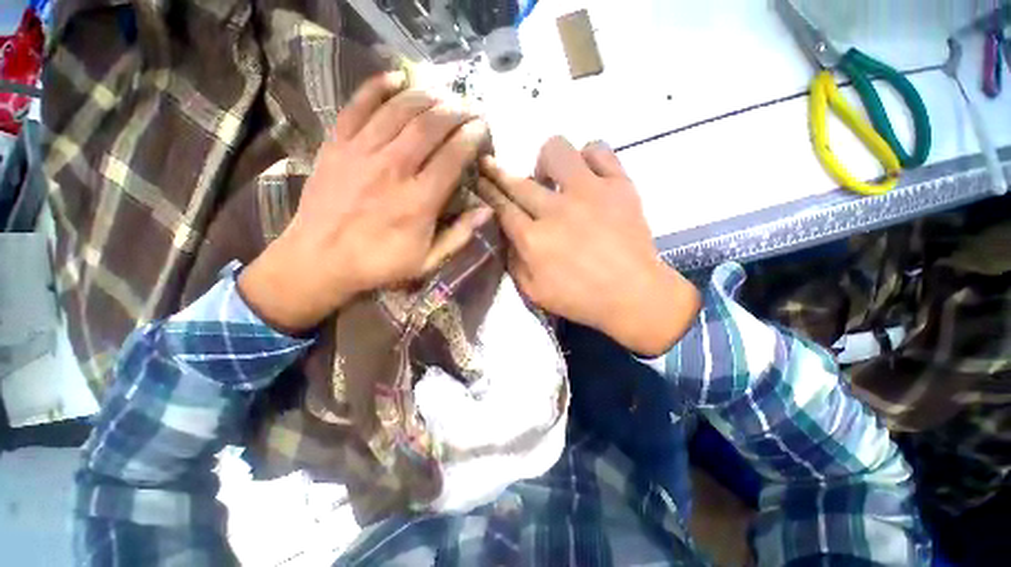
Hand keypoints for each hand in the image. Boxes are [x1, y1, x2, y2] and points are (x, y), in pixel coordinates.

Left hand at [239, 72, 491, 333]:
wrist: (318, 260)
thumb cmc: (379, 264)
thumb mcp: (427, 261)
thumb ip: (459, 235)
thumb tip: (486, 211)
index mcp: (418, 201)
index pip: (453, 156)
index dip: (472, 137)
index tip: (483, 130)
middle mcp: (393, 169)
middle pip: (430, 125)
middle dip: (456, 111)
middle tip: (469, 109)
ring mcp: (361, 152)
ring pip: (399, 109)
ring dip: (427, 96)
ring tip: (444, 95)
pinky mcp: (337, 145)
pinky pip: (358, 106)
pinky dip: (378, 87)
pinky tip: (397, 78)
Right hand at [478, 137, 699, 355]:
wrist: (634, 295)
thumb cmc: (581, 299)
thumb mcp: (534, 292)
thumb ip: (513, 262)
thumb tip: (506, 234)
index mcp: (534, 239)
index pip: (501, 207)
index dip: (486, 191)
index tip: (478, 178)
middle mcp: (556, 210)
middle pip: (518, 180)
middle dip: (497, 172)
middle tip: (493, 168)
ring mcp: (589, 192)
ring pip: (556, 150)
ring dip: (546, 163)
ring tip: (553, 181)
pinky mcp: (619, 185)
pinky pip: (598, 150)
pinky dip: (587, 158)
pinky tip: (585, 176)